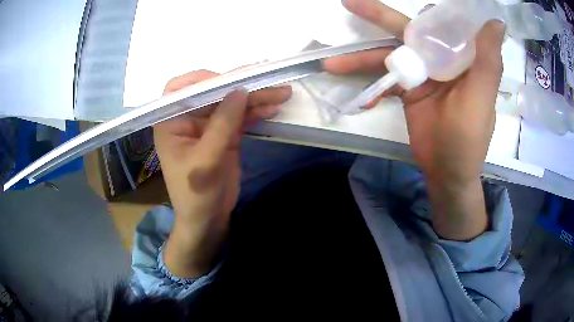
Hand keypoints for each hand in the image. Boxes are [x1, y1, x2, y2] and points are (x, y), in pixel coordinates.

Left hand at [155, 70, 291, 277]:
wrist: (207, 219)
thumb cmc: (195, 194)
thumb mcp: (206, 161)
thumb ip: (222, 125)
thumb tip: (239, 90)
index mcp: (172, 122)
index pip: (182, 88)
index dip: (204, 79)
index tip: (230, 82)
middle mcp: (189, 118)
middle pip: (214, 93)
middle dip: (242, 87)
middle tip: (271, 83)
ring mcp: (209, 125)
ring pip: (231, 103)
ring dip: (255, 98)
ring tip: (282, 94)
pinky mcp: (225, 135)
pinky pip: (241, 117)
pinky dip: (256, 112)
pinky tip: (272, 108)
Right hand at [323, 0, 505, 239]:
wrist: (446, 171)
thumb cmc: (469, 138)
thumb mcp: (481, 97)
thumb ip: (487, 58)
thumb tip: (496, 21)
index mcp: (462, 57)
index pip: (444, 22)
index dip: (428, 10)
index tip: (413, 2)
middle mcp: (441, 58)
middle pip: (409, 31)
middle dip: (379, 17)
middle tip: (350, 3)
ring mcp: (422, 73)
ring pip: (390, 54)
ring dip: (361, 58)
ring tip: (332, 63)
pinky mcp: (408, 88)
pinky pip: (386, 78)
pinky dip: (370, 84)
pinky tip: (357, 95)